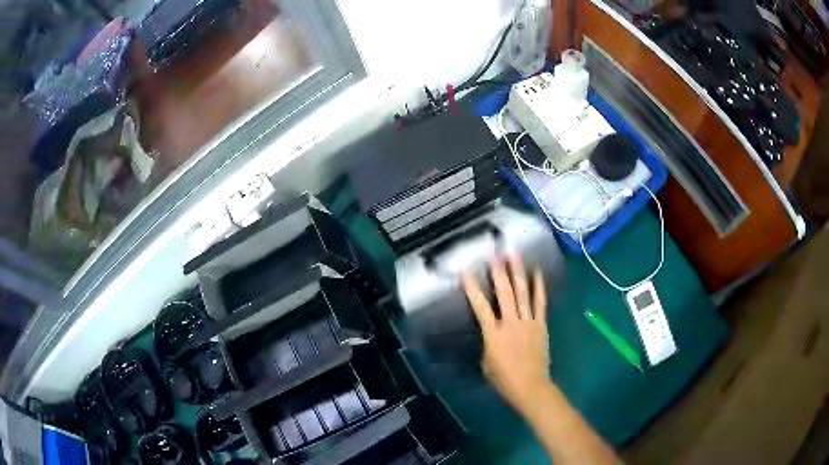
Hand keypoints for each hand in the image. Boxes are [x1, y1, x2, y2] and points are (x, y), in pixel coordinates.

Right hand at [462, 255, 550, 414]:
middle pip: (504, 293)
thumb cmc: (504, 379)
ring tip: (514, 254)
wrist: (530, 386)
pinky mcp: (540, 325)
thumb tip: (493, 333)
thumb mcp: (486, 363)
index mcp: (493, 334)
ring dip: (518, 272)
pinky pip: (540, 303)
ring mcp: (528, 322)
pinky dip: (539, 286)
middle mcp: (510, 323)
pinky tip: (537, 272)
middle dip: (499, 271)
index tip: (465, 271)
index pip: (480, 307)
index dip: (472, 288)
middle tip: (495, 253)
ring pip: (522, 293)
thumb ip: (488, 343)